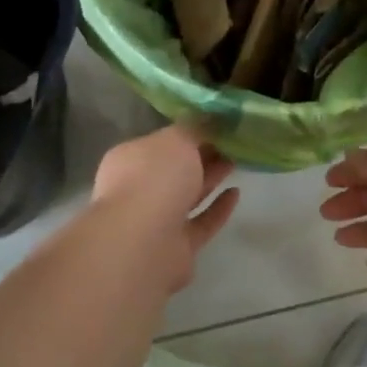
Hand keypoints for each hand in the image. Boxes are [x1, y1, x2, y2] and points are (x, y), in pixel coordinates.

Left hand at [91, 125, 239, 291]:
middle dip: (202, 156)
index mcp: (130, 159)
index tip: (215, 125)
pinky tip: (236, 193)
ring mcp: (155, 221)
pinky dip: (218, 209)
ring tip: (236, 161)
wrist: (145, 241)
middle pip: (175, 169)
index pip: (160, 142)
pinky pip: (201, 223)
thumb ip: (194, 129)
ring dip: (211, 178)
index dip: (187, 133)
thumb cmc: (155, 178)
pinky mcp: (176, 247)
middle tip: (232, 142)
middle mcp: (138, 189)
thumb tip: (206, 119)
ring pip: (187, 195)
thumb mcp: (177, 139)